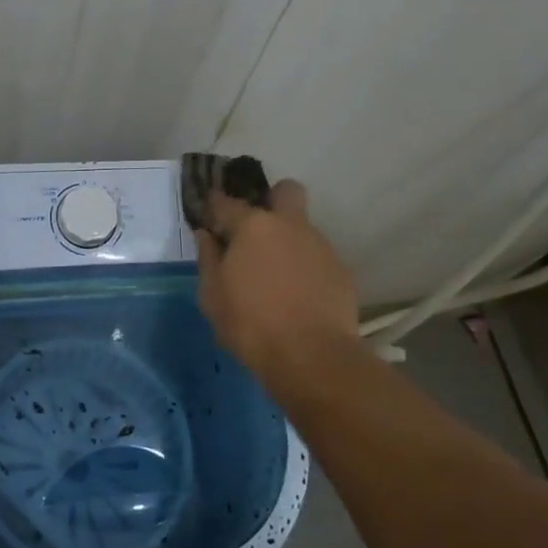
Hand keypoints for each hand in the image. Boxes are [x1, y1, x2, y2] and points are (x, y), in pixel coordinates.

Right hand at [193, 179, 361, 392]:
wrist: (312, 357)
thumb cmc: (251, 324)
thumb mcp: (212, 296)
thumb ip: (208, 259)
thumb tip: (206, 235)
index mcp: (252, 227)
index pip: (227, 202)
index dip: (215, 205)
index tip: (210, 216)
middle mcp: (289, 226)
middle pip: (286, 191)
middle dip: (272, 200)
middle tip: (256, 230)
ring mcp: (320, 245)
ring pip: (303, 228)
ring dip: (288, 241)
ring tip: (277, 276)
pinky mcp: (341, 270)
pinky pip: (317, 257)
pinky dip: (305, 268)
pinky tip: (298, 295)